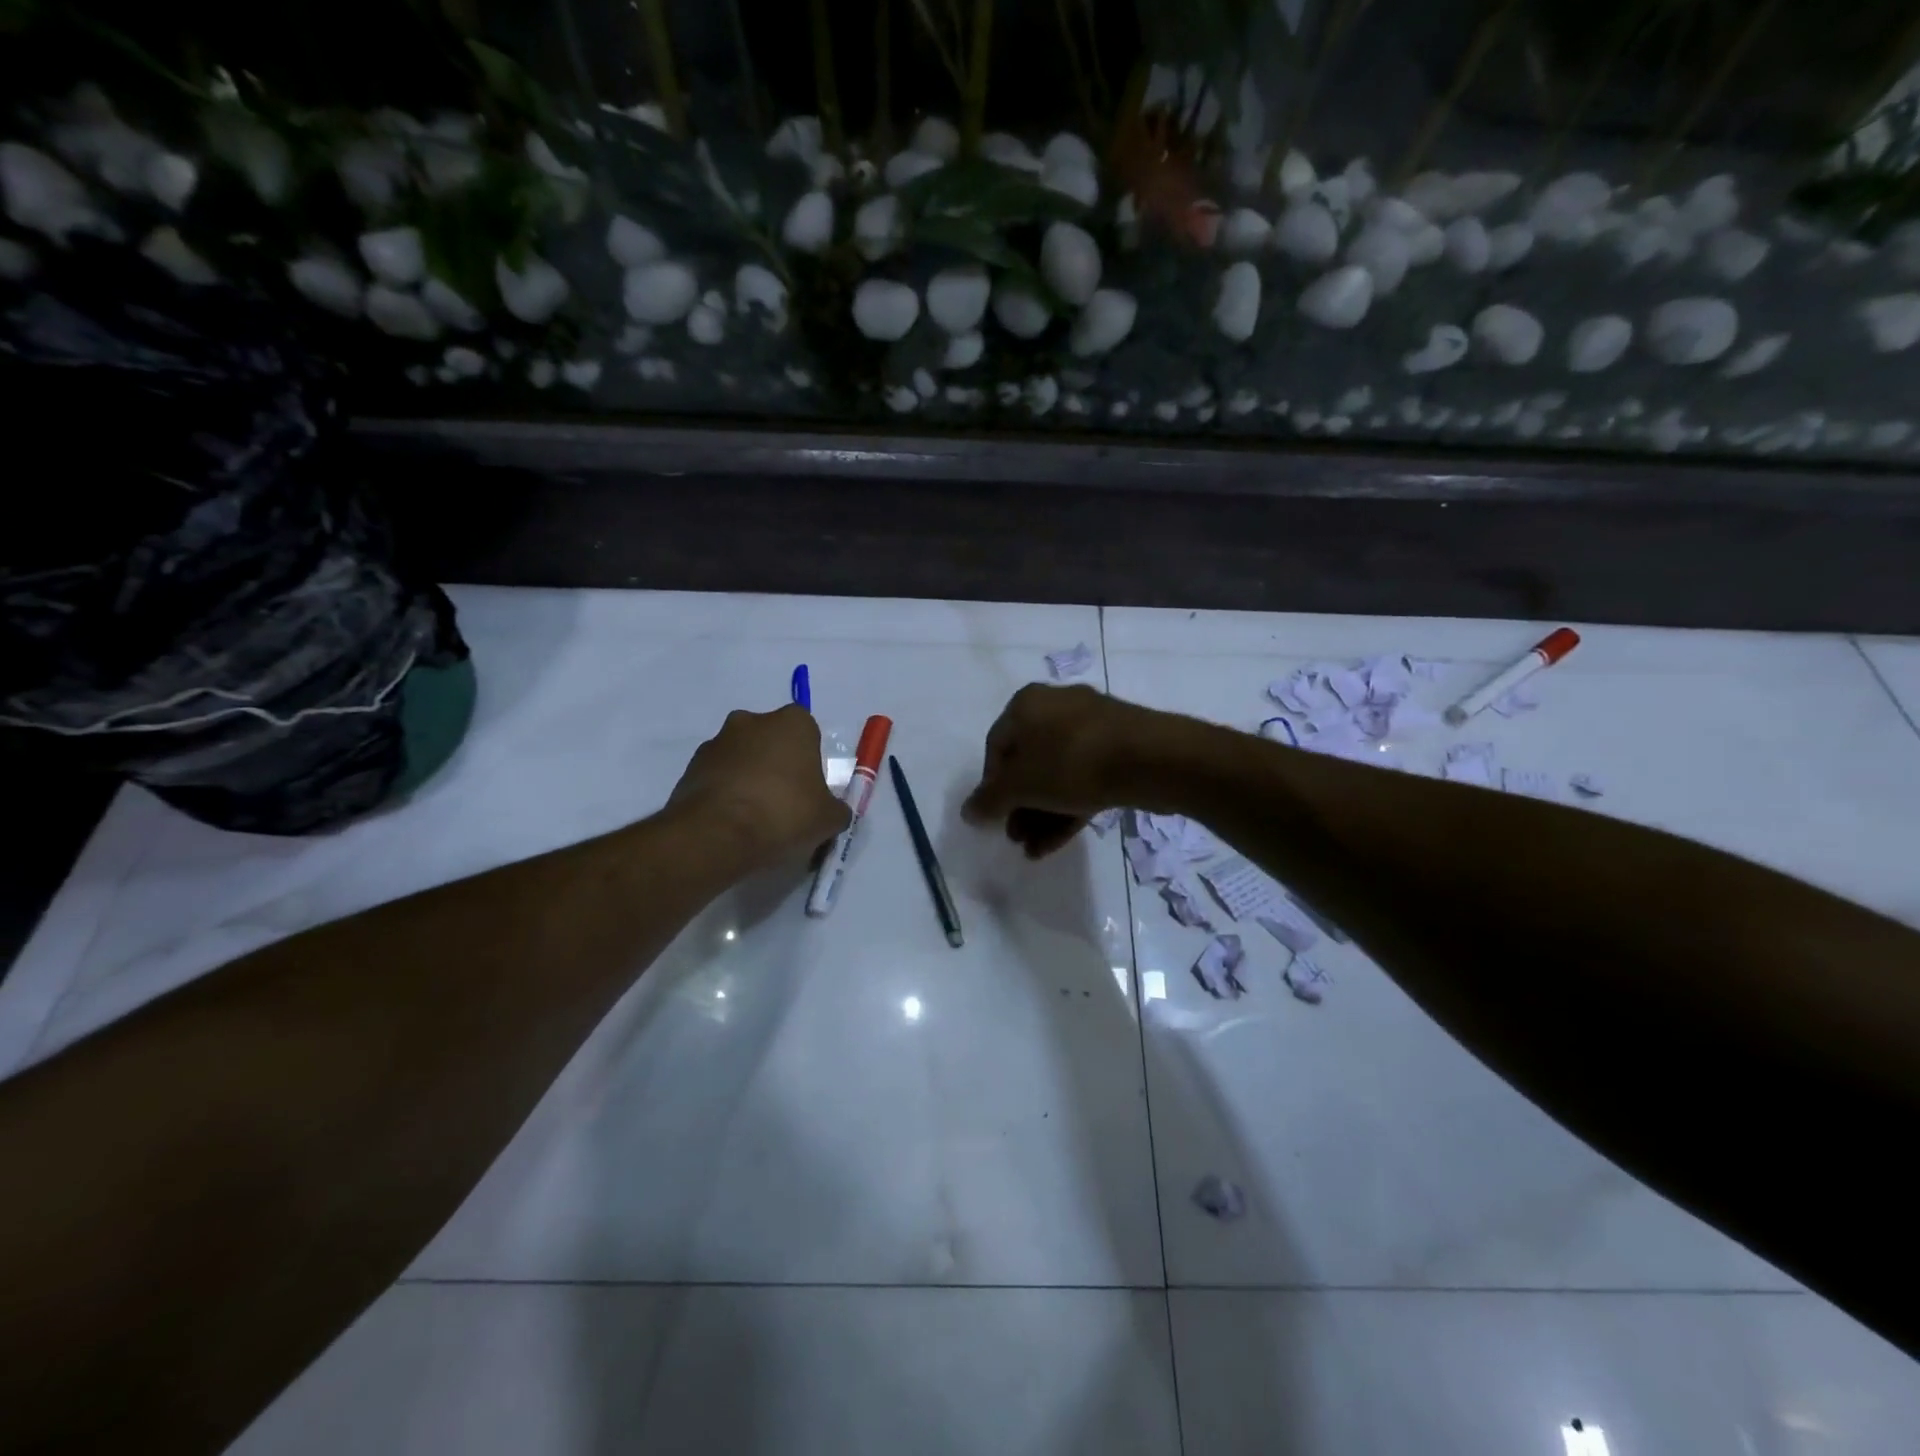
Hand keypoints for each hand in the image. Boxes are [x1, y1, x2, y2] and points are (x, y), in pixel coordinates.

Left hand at [669, 706, 850, 870]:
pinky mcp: (690, 767)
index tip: (809, 790)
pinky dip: (725, 793)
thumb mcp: (828, 818)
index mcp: (792, 722)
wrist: (717, 834)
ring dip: (748, 778)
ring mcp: (716, 742)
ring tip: (754, 819)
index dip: (810, 762)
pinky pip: (717, 777)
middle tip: (784, 803)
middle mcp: (752, 721)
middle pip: (771, 741)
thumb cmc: (784, 813)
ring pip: (742, 758)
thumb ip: (835, 809)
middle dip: (777, 765)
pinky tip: (732, 823)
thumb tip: (832, 812)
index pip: (808, 733)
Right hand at [962, 684, 1162, 857]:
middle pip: (1028, 763)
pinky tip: (1054, 844)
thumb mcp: (1021, 786)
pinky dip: (1067, 809)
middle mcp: (1057, 707)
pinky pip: (1083, 779)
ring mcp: (1092, 727)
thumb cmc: (1072, 763)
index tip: (995, 818)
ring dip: (1040, 814)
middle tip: (1015, 837)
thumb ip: (989, 800)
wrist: (1152, 759)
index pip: (996, 747)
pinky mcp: (1119, 749)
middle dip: (1019, 806)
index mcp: (1027, 704)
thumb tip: (967, 812)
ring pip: (1056, 775)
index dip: (991, 786)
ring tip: (1033, 850)